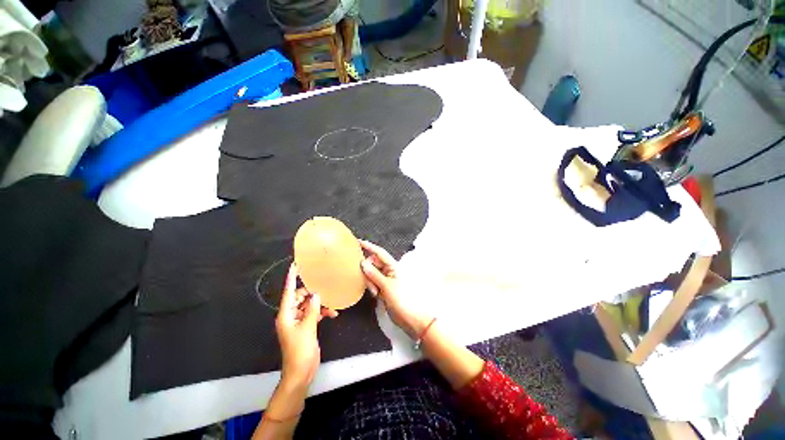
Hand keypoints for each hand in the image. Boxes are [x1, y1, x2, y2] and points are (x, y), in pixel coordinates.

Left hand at [275, 263, 336, 388]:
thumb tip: (316, 295)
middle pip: (300, 297)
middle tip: (324, 288)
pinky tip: (332, 313)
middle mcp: (290, 315)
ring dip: (319, 304)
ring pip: (308, 305)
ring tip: (331, 305)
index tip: (295, 265)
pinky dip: (322, 312)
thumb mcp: (307, 328)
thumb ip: (312, 309)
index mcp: (285, 314)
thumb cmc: (300, 350)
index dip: (291, 278)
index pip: (288, 292)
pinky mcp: (306, 326)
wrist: (301, 372)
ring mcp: (298, 321)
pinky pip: (313, 313)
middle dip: (312, 293)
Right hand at [359, 240, 431, 339]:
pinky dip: (371, 286)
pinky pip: (373, 282)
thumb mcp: (387, 286)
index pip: (379, 253)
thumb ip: (374, 274)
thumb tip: (363, 262)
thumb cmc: (401, 299)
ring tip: (374, 292)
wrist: (410, 318)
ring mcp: (386, 279)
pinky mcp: (383, 288)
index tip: (358, 241)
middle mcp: (389, 270)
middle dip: (368, 270)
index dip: (370, 246)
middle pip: (374, 263)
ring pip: (372, 273)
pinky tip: (374, 294)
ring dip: (370, 280)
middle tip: (369, 282)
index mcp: (393, 266)